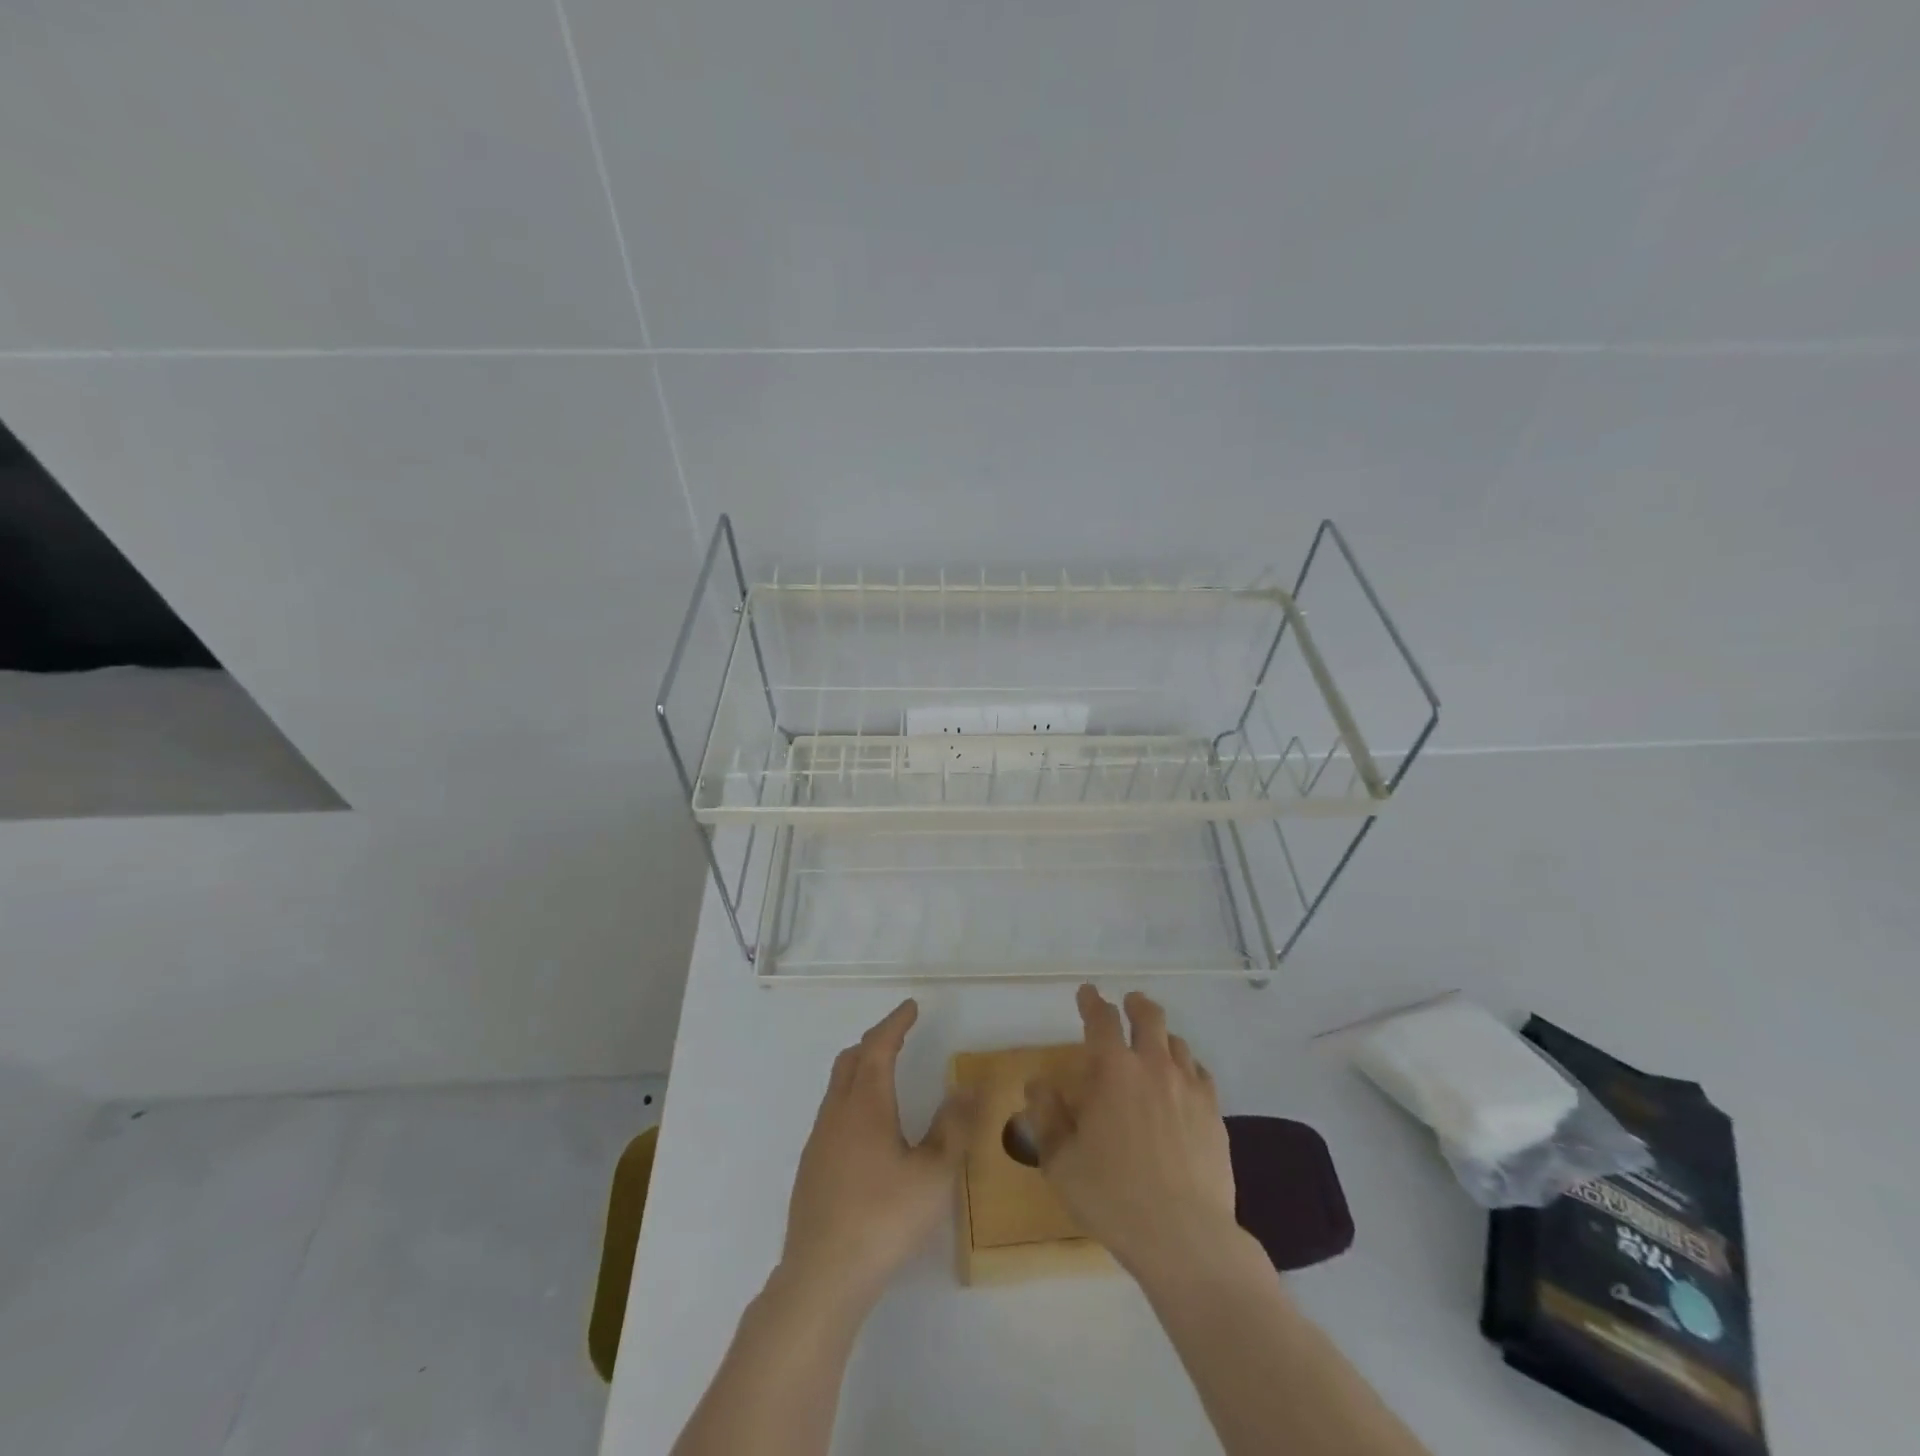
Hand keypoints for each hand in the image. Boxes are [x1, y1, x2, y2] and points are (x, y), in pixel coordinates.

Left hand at [781, 999, 978, 1308]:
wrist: (822, 1276)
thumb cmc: (884, 1218)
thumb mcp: (934, 1174)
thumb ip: (953, 1127)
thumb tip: (967, 1087)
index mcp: (866, 1104)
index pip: (879, 1047)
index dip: (896, 1023)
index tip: (911, 1007)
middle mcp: (837, 1113)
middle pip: (851, 1060)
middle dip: (875, 1041)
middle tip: (899, 1036)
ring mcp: (819, 1141)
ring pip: (838, 1087)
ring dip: (861, 1070)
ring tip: (886, 1077)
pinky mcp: (811, 1169)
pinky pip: (832, 1114)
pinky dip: (852, 1100)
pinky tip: (867, 1131)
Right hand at [1026, 985, 1238, 1278]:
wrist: (1185, 1237)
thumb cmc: (1112, 1196)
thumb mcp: (1061, 1162)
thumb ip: (1046, 1117)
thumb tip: (1037, 1084)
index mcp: (1113, 1070)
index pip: (1101, 1020)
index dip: (1092, 1002)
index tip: (1087, 993)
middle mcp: (1153, 1066)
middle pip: (1149, 1017)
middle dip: (1136, 1005)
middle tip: (1129, 1003)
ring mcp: (1189, 1088)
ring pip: (1178, 1043)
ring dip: (1162, 1037)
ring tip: (1156, 1044)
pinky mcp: (1214, 1114)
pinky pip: (1201, 1074)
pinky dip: (1188, 1067)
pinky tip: (1184, 1083)